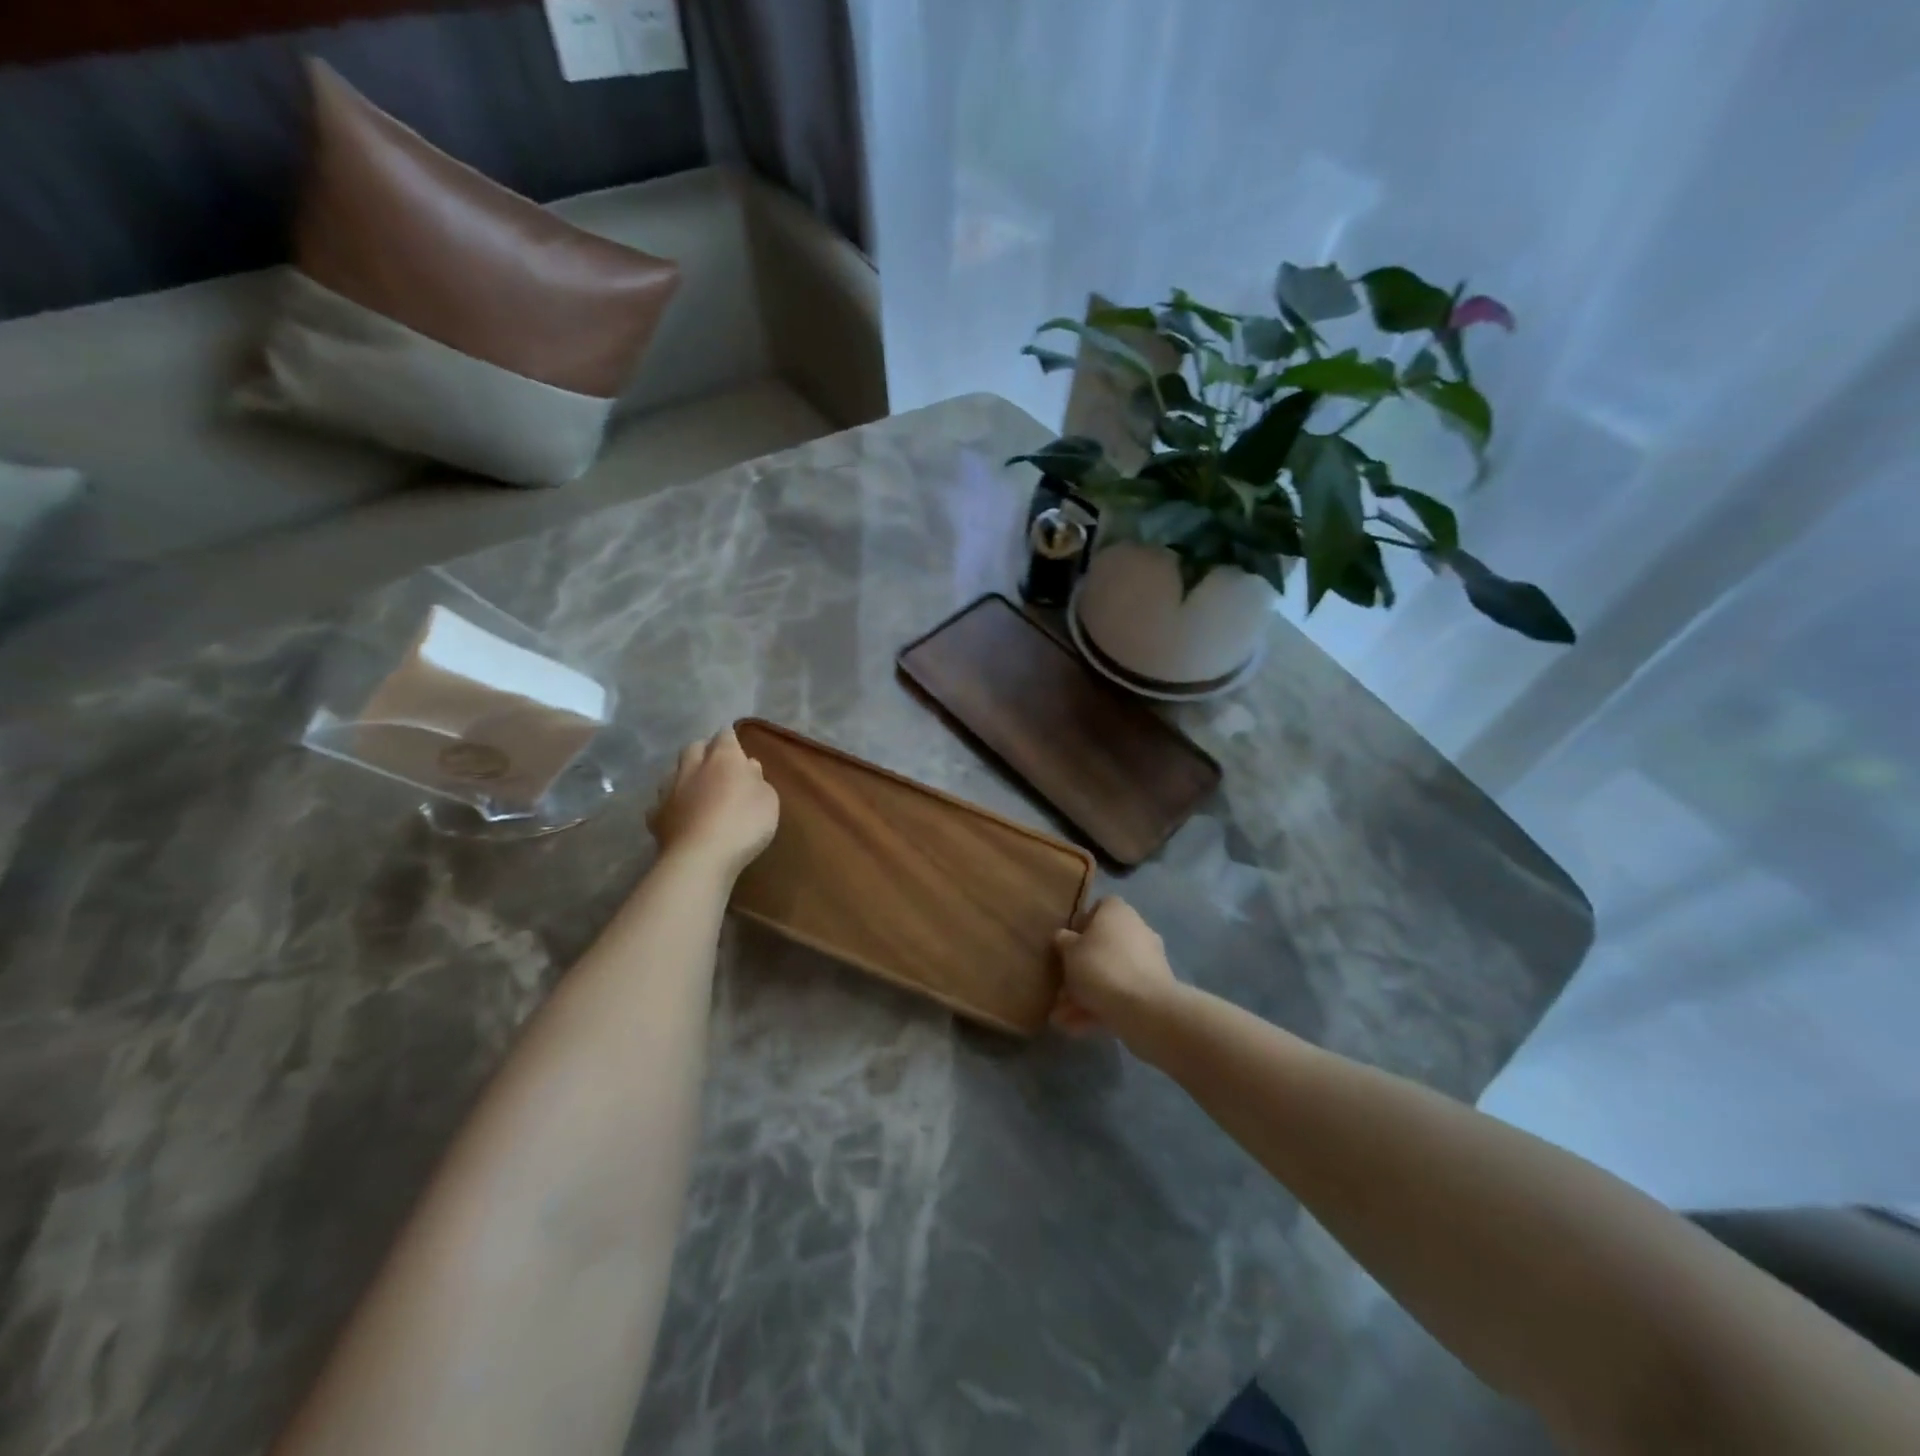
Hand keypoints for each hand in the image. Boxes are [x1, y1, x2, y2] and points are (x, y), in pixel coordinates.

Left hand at [647, 727, 778, 879]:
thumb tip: (747, 767)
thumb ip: (757, 780)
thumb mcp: (768, 800)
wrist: (701, 857)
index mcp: (724, 757)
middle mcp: (693, 766)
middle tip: (716, 765)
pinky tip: (678, 815)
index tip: (736, 746)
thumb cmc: (744, 823)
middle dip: (704, 750)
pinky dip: (670, 804)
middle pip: (694, 747)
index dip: (730, 739)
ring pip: (673, 771)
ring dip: (684, 774)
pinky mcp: (655, 814)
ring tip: (695, 788)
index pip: (725, 735)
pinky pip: (662, 802)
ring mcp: (670, 789)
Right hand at [1051, 897, 1179, 1045]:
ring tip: (1062, 1018)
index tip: (1066, 945)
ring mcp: (1148, 961)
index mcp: (1118, 912)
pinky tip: (1077, 1028)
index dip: (1081, 925)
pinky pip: (1122, 994)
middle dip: (1081, 968)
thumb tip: (1064, 937)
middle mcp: (1136, 930)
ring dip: (1087, 994)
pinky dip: (1101, 1008)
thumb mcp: (1069, 952)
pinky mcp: (1154, 990)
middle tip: (1060, 987)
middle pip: (1104, 945)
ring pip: (1110, 974)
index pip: (1099, 908)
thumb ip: (1064, 942)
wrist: (1145, 1009)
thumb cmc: (1101, 968)